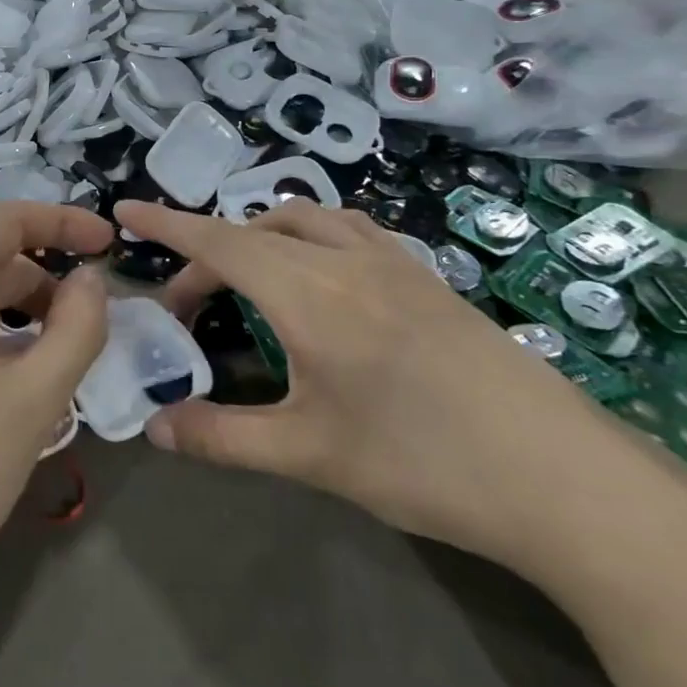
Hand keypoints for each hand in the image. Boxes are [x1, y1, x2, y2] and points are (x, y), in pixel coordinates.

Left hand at [0, 202, 112, 642]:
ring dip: (20, 313)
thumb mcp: (33, 402)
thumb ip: (77, 329)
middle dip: (47, 281)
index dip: (66, 223)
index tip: (111, 247)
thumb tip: (91, 281)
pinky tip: (9, 385)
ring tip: (56, 362)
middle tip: (90, 329)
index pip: (10, 219)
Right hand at [117, 199, 648, 574]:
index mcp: (309, 294)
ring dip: (261, 236)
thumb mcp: (311, 455)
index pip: (219, 243)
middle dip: (207, 255)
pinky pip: (350, 229)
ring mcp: (393, 261)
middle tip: (188, 308)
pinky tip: (322, 278)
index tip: (126, 211)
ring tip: (247, 281)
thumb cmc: (424, 462)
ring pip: (306, 219)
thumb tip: (154, 427)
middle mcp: (346, 259)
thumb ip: (223, 436)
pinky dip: (311, 235)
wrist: (560, 475)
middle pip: (255, 231)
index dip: (167, 225)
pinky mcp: (426, 276)